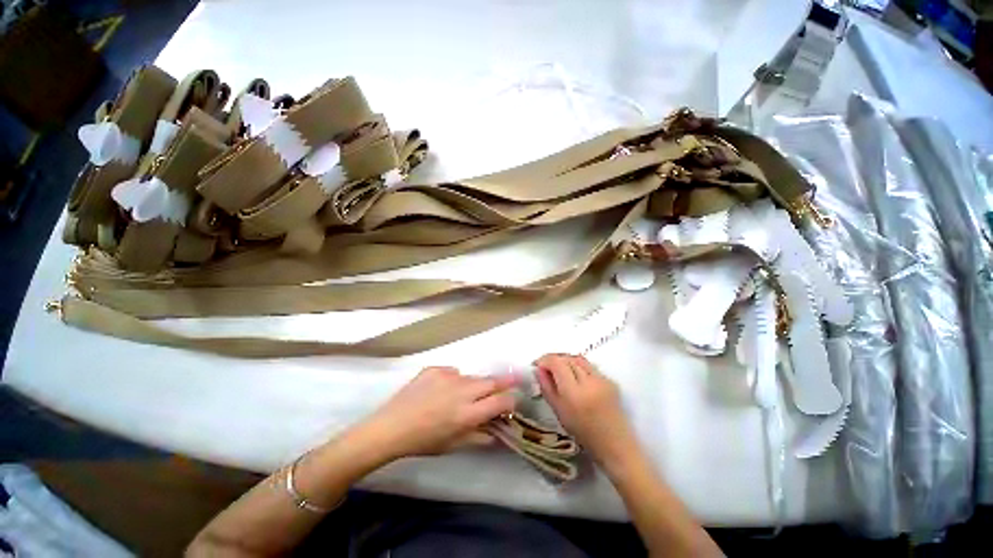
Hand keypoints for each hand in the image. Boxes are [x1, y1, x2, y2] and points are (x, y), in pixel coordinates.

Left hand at [361, 366, 517, 459]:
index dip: (511, 400)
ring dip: (476, 384)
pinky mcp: (435, 368)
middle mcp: (462, 391)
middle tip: (513, 379)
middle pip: (491, 381)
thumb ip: (479, 437)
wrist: (391, 427)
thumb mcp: (453, 445)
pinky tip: (442, 390)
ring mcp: (448, 376)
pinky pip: (453, 372)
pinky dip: (454, 380)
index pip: (500, 401)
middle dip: (505, 381)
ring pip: (472, 377)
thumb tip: (496, 431)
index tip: (513, 401)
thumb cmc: (423, 441)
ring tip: (465, 394)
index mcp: (467, 414)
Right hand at [535, 354, 639, 469]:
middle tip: (545, 367)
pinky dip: (578, 366)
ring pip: (579, 359)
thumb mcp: (558, 411)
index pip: (557, 363)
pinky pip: (589, 366)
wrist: (615, 445)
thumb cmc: (583, 433)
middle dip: (554, 359)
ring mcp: (602, 379)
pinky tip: (574, 376)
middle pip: (568, 358)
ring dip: (566, 360)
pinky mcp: (610, 380)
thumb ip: (546, 387)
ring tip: (558, 369)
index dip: (545, 360)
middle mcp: (589, 381)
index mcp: (574, 392)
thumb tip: (538, 369)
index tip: (537, 365)